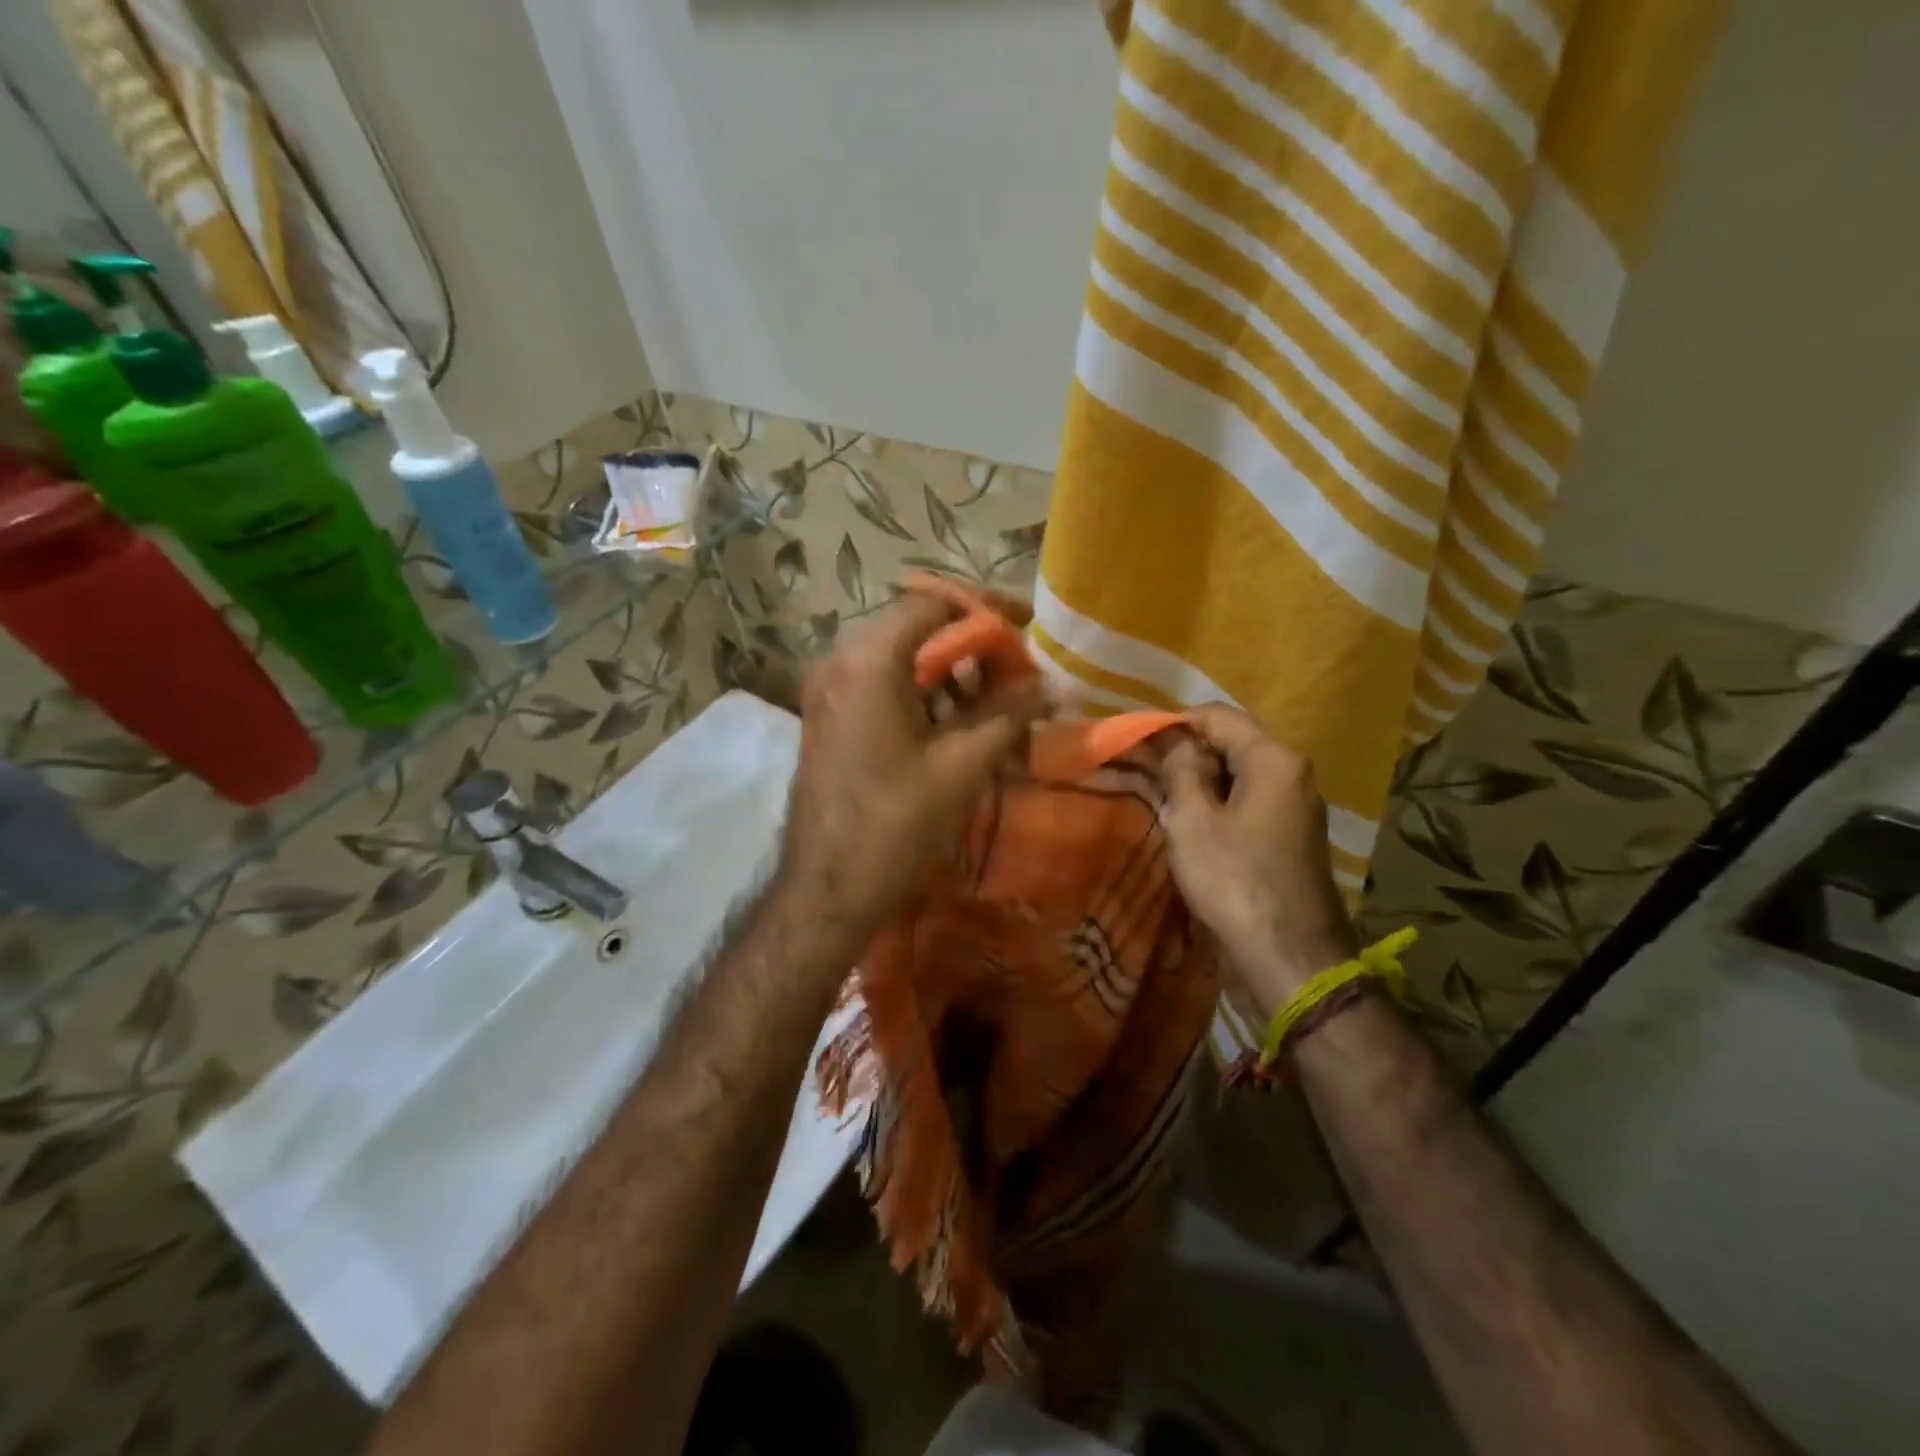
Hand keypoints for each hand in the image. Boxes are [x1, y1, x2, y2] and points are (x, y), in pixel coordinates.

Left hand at [779, 590, 1044, 954]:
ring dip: (950, 670)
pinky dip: (922, 692)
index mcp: (868, 660)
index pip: (934, 603)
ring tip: (996, 699)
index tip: (1028, 627)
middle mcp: (839, 661)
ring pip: (899, 657)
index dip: (987, 610)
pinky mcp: (829, 716)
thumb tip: (1050, 684)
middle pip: (916, 627)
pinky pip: (881, 684)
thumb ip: (1009, 713)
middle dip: (972, 643)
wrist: (826, 891)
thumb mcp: (962, 766)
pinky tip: (956, 722)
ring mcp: (828, 689)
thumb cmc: (895, 825)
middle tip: (1017, 669)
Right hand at [1160, 705, 1359, 1015]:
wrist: (1289, 956)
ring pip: (1239, 775)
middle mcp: (1293, 773)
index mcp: (1274, 758)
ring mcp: (1296, 805)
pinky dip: (1218, 805)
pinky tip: (1190, 826)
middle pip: (1231, 743)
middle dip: (1186, 754)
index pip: (1217, 716)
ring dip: (1200, 782)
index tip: (1137, 742)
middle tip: (1145, 773)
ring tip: (1161, 799)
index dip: (1174, 724)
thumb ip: (1182, 770)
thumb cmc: (1234, 879)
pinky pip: (1248, 803)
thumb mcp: (1193, 820)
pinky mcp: (1291, 835)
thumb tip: (1176, 741)